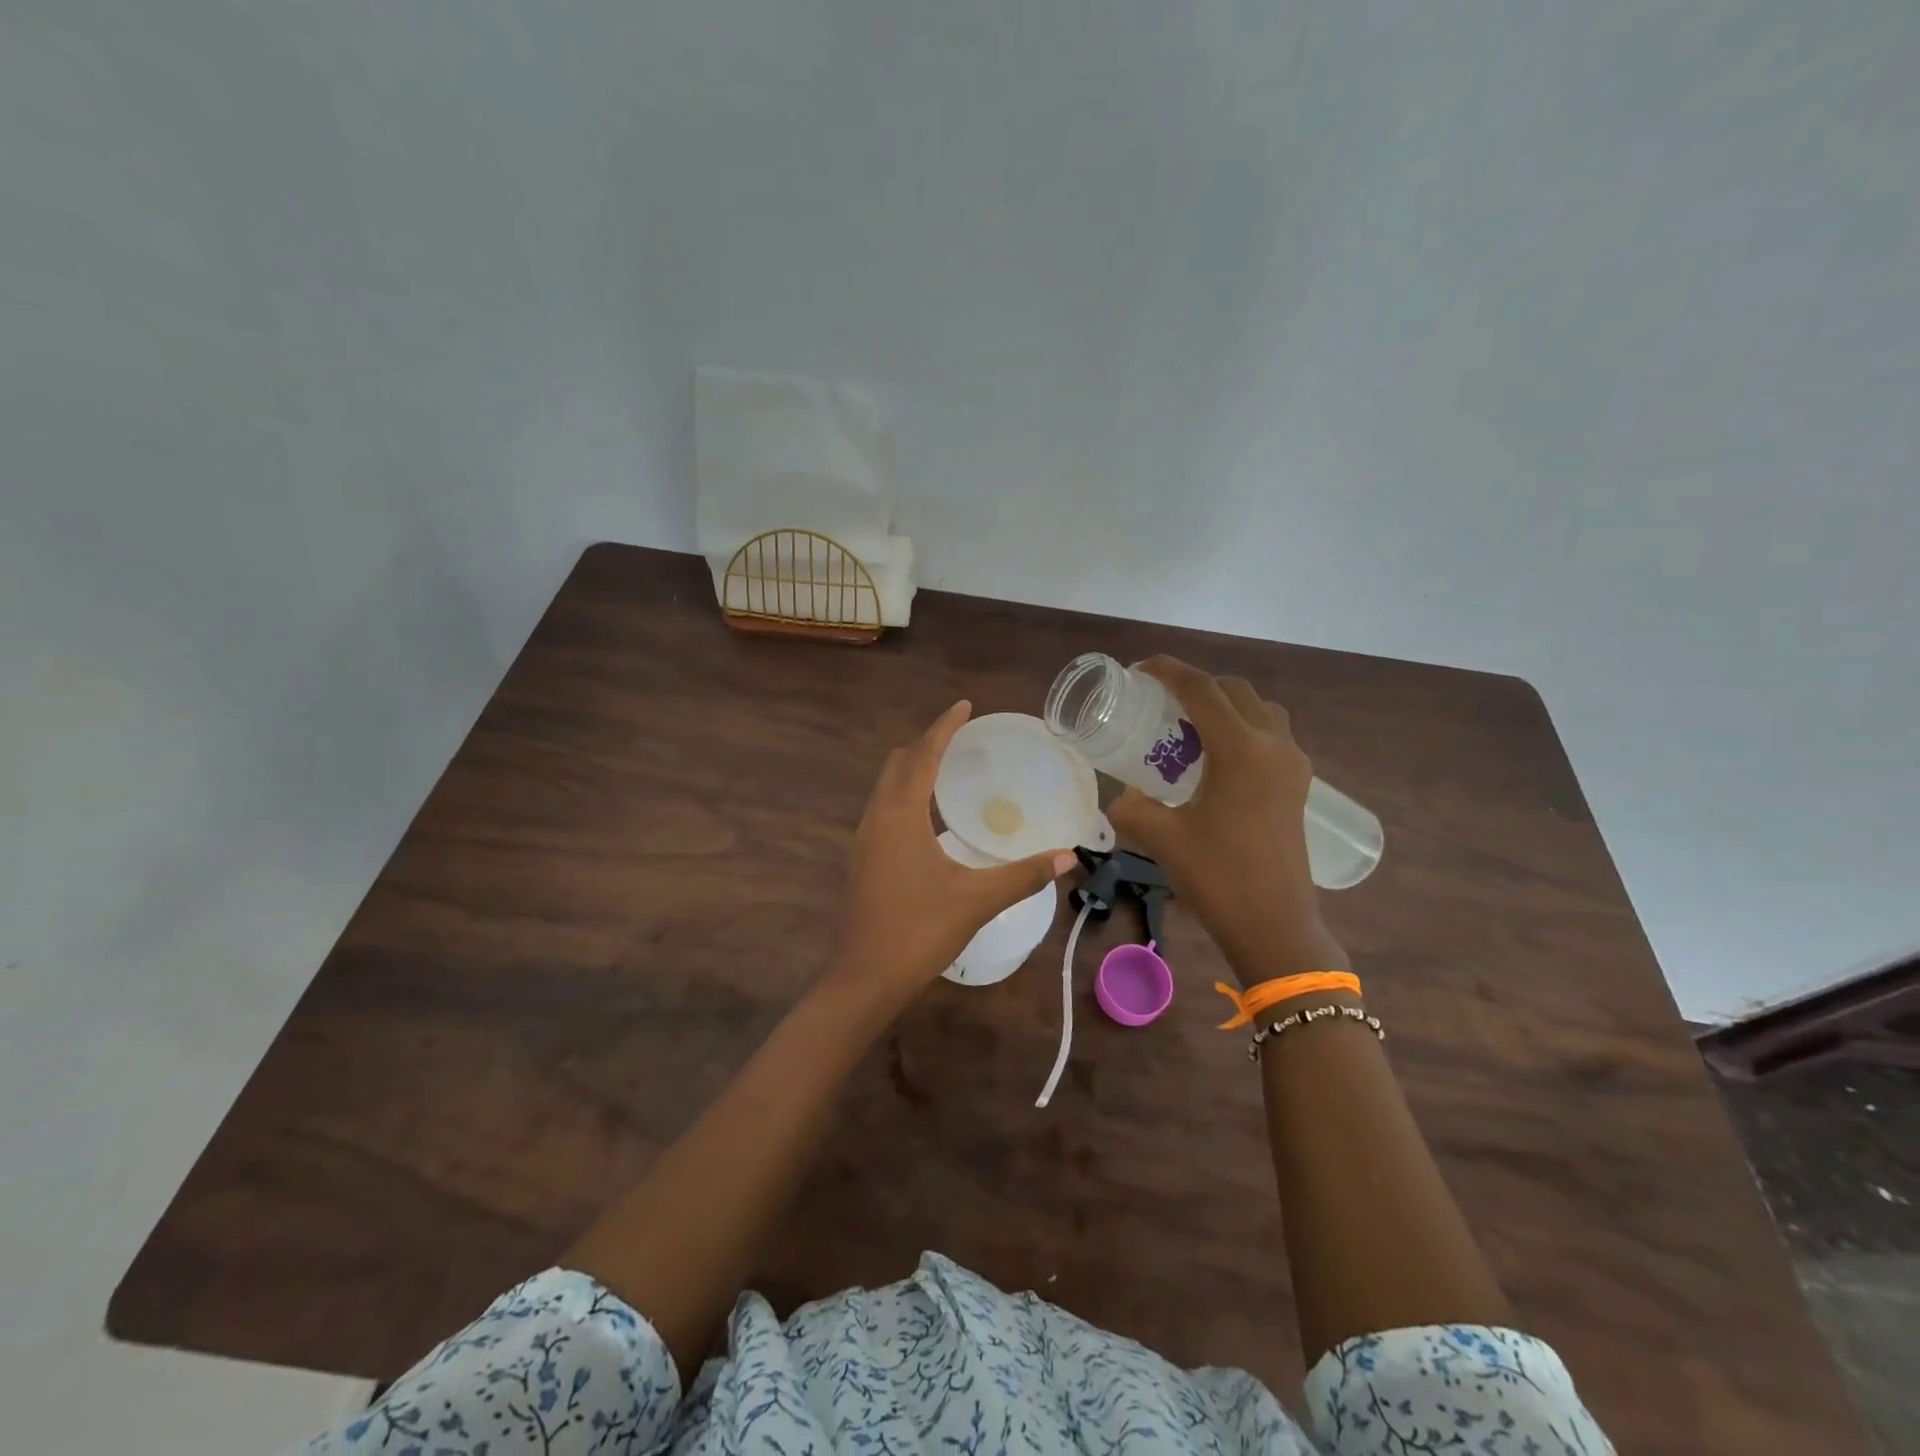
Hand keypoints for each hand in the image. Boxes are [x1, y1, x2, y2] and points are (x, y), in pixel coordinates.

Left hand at [827, 702, 1075, 1008]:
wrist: (865, 977)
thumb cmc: (919, 931)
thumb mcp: (976, 900)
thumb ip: (1022, 875)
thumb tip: (1067, 857)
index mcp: (900, 816)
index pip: (922, 755)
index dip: (943, 727)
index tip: (965, 706)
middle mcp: (877, 818)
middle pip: (898, 763)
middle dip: (927, 744)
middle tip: (962, 739)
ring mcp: (865, 839)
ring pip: (886, 786)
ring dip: (914, 768)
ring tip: (949, 770)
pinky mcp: (864, 859)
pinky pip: (884, 808)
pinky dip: (906, 794)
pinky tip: (930, 816)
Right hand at [1108, 658, 1347, 983]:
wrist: (1274, 925)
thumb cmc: (1218, 877)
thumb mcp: (1162, 838)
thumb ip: (1131, 806)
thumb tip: (1119, 795)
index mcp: (1241, 750)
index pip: (1202, 690)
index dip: (1168, 670)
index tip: (1139, 670)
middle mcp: (1274, 746)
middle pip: (1235, 691)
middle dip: (1197, 686)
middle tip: (1161, 702)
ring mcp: (1292, 765)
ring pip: (1260, 710)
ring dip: (1225, 705)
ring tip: (1190, 728)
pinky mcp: (1298, 785)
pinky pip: (1271, 735)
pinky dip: (1243, 728)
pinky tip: (1215, 759)